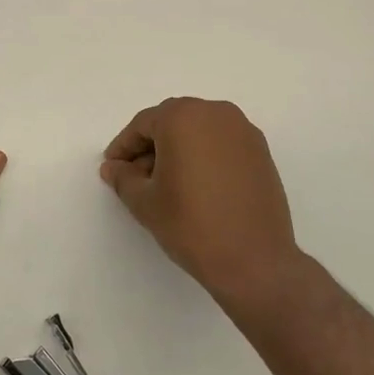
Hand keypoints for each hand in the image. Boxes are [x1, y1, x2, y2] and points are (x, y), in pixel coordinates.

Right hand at [100, 97, 301, 310]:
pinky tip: (196, 185)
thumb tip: (113, 168)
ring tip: (166, 184)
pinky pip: (221, 143)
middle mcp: (215, 113)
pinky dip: (203, 155)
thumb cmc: (191, 225)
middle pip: (172, 121)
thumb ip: (123, 178)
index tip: (112, 168)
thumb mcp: (145, 202)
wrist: (255, 261)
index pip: (143, 124)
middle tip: (136, 176)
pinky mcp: (261, 152)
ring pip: (199, 130)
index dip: (124, 147)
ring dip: (178, 149)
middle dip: (151, 146)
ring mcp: (243, 131)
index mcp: (183, 117)